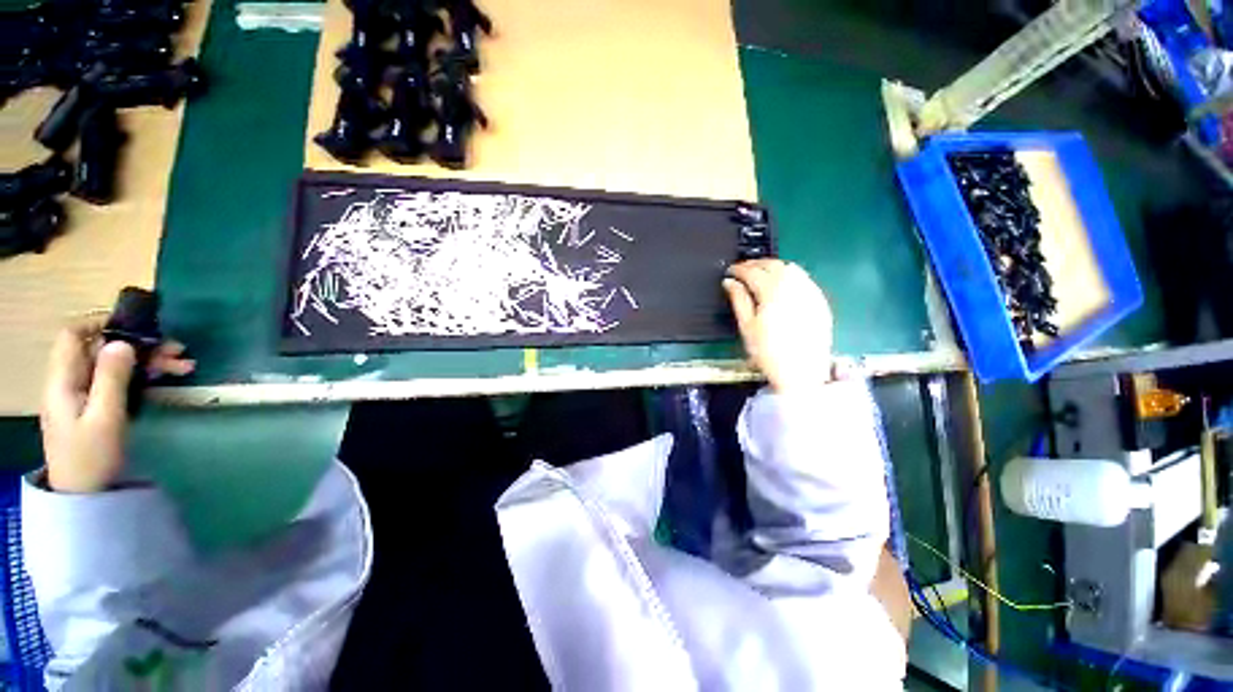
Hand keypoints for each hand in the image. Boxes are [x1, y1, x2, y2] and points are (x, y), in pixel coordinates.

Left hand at [40, 319, 194, 492]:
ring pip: (115, 365)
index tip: (137, 325)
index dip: (101, 322)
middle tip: (177, 350)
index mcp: (64, 380)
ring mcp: (83, 395)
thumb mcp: (104, 417)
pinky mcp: (97, 407)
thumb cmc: (92, 457)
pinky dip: (143, 376)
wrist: (86, 496)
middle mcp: (71, 381)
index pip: (74, 335)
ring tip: (183, 366)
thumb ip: (111, 378)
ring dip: (148, 361)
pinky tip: (167, 378)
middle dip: (139, 345)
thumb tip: (122, 342)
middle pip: (101, 349)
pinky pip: (119, 381)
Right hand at [723, 259, 833, 392]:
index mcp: (772, 292)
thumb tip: (729, 282)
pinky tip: (782, 284)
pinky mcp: (819, 300)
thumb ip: (739, 300)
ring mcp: (810, 292)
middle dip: (756, 264)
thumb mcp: (747, 327)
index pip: (753, 272)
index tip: (730, 270)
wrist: (802, 372)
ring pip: (790, 268)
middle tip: (743, 270)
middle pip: (773, 265)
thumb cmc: (768, 352)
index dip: (739, 269)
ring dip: (773, 266)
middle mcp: (793, 286)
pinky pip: (804, 278)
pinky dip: (790, 275)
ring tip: (761, 274)